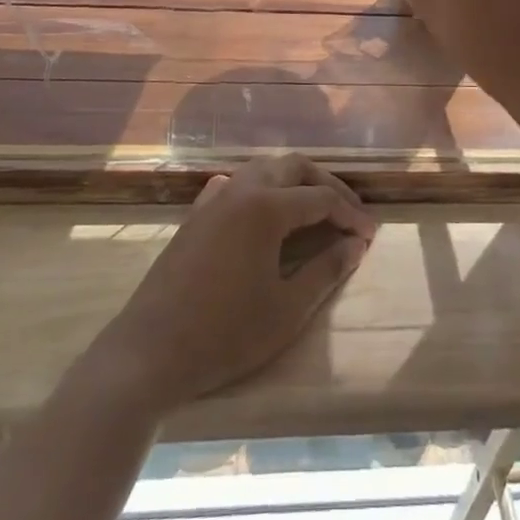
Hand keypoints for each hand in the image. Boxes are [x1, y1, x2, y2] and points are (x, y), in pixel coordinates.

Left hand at [85, 156, 375, 415]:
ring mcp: (214, 199)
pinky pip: (234, 185)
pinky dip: (259, 188)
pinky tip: (261, 208)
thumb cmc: (225, 334)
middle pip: (293, 167)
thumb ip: (326, 270)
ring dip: (293, 181)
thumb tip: (357, 244)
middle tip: (349, 212)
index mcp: (267, 207)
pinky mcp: (195, 215)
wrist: (148, 352)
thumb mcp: (287, 310)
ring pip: (262, 169)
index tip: (370, 235)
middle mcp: (241, 190)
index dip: (351, 214)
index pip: (321, 198)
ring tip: (315, 207)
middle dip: (326, 184)